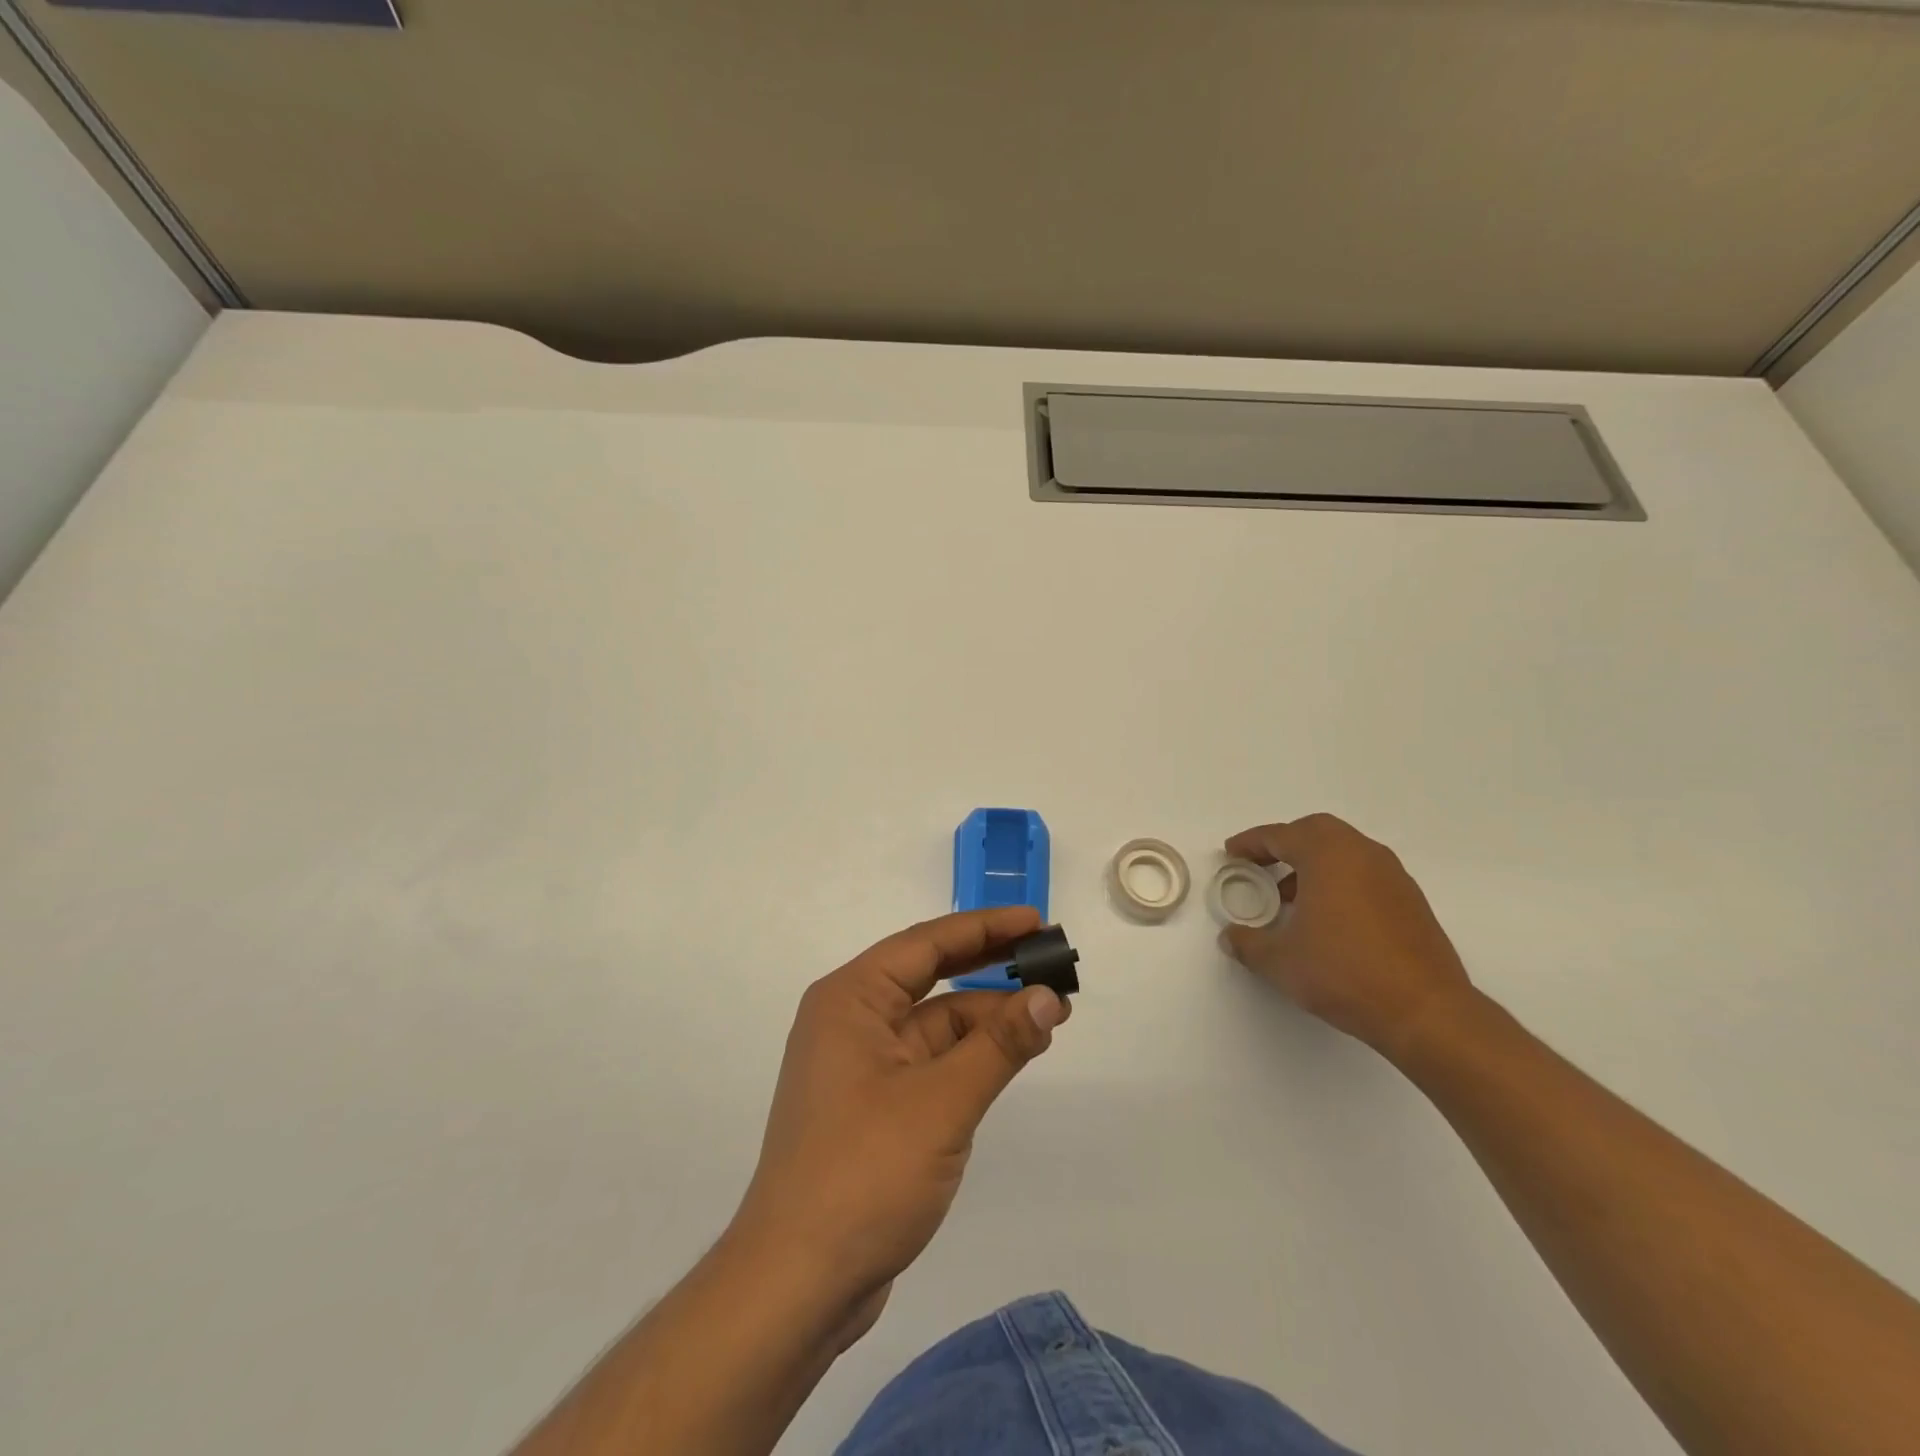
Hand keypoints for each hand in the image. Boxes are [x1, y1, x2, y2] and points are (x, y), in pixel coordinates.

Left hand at [727, 907, 1068, 1344]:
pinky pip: (930, 1061)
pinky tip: (1011, 1055)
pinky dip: (970, 1055)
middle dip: (989, 967)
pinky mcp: (874, 1106)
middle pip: (930, 976)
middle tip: (1048, 960)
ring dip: (987, 1018)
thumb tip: (1050, 997)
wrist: (797, 1285)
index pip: (926, 943)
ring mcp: (861, 1066)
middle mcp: (851, 1020)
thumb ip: (999, 1045)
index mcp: (851, 999)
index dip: (985, 928)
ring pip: (935, 1023)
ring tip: (1049, 1013)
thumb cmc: (864, 1173)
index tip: (1035, 921)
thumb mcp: (942, 1102)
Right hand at [1222, 814, 1472, 1060]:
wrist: (1425, 1011)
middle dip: (1285, 844)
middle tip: (1262, 865)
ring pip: (1345, 852)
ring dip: (1314, 864)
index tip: (1232, 852)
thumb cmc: (1343, 973)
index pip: (1280, 836)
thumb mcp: (1279, 961)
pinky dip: (1340, 881)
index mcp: (1327, 856)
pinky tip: (1328, 918)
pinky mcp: (1411, 902)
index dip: (1251, 843)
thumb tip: (1230, 937)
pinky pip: (1365, 874)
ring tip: (1291, 897)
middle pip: (1317, 832)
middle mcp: (1363, 854)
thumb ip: (1248, 943)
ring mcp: (1393, 876)